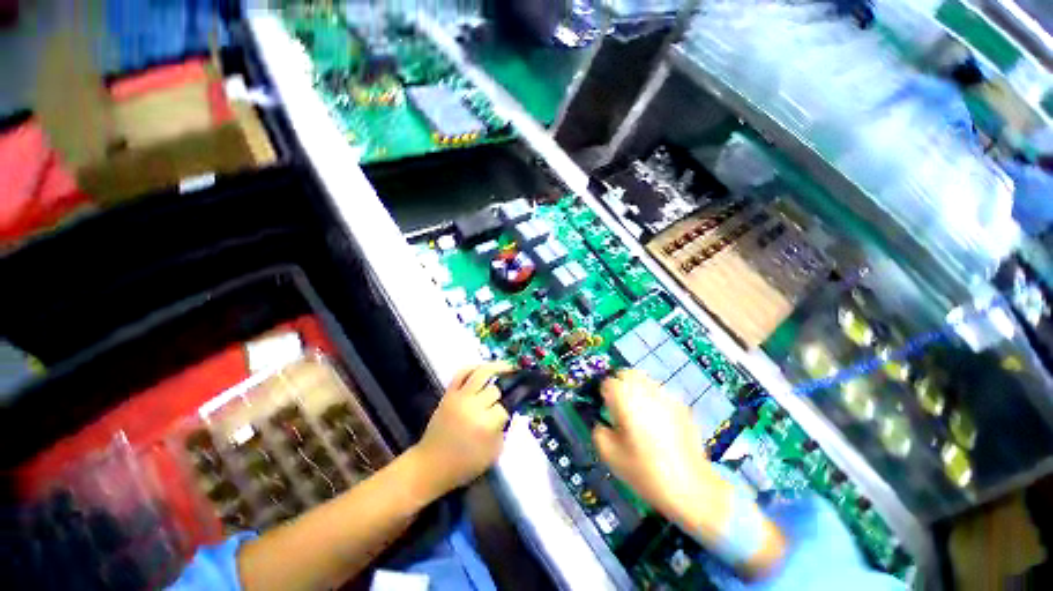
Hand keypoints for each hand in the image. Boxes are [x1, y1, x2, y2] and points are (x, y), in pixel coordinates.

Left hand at [411, 362, 512, 497]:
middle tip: (510, 391)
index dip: (510, 407)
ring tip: (509, 366)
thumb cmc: (465, 464)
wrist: (431, 465)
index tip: (513, 407)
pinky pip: (462, 373)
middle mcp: (473, 406)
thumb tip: (509, 411)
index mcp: (485, 424)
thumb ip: (504, 430)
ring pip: (482, 373)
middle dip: (504, 391)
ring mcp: (459, 397)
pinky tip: (485, 368)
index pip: (505, 406)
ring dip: (498, 367)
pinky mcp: (449, 394)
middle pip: (495, 389)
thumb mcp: (494, 453)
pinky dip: (475, 367)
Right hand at [592, 370, 727, 526]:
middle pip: (628, 374)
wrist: (690, 487)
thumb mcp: (610, 455)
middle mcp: (645, 390)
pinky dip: (655, 401)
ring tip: (640, 415)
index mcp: (624, 398)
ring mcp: (666, 396)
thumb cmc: (644, 471)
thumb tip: (602, 423)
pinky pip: (662, 394)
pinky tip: (659, 424)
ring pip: (645, 381)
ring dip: (638, 391)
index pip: (608, 382)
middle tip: (621, 408)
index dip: (605, 395)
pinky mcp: (682, 406)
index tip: (607, 412)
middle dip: (621, 385)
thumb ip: (599, 432)